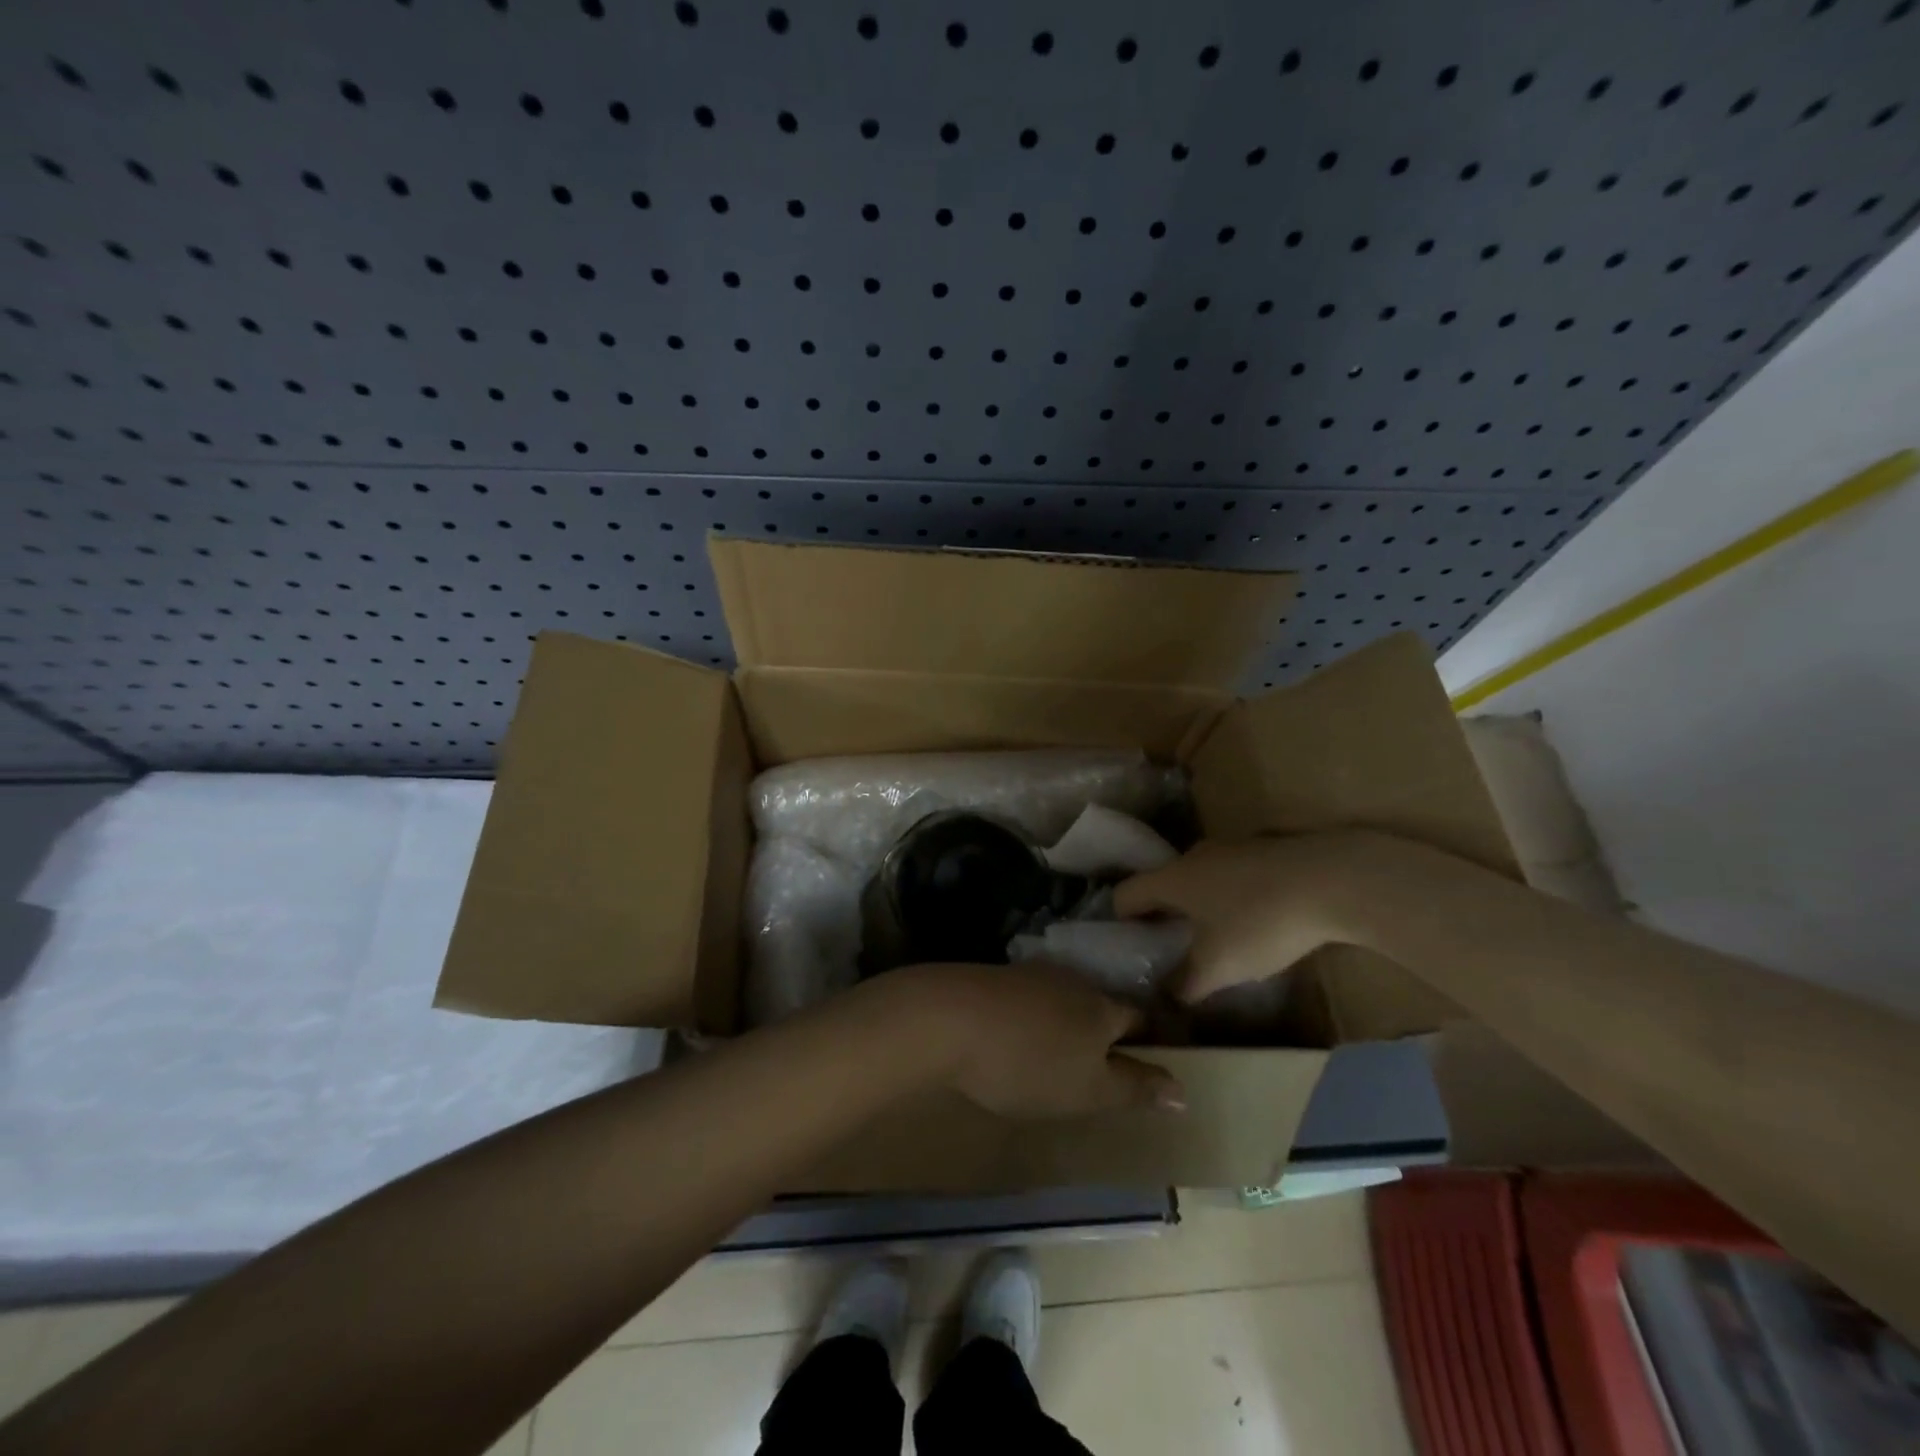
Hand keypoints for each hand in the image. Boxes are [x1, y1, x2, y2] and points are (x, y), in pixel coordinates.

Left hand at [867, 963, 1185, 1117]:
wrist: (948, 1018)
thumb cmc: (1028, 1062)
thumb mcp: (1087, 1089)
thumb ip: (1134, 1088)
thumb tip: (1184, 1089)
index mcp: (1101, 1008)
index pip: (1139, 1018)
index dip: (1150, 1039)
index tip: (1154, 1058)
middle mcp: (1072, 982)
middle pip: (1101, 1005)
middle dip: (1108, 1029)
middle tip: (1107, 1061)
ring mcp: (1030, 975)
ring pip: (1064, 999)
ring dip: (1069, 1022)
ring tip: (1063, 1052)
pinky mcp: (996, 979)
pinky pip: (1029, 999)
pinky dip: (1034, 1018)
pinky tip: (1020, 1035)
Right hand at [1114, 833, 1377, 1001]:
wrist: (1335, 880)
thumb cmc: (1260, 922)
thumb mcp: (1219, 966)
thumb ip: (1187, 983)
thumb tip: (1168, 995)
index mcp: (1171, 879)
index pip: (1124, 894)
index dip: (1119, 921)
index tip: (1128, 946)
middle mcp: (1194, 857)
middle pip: (1162, 884)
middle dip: (1162, 914)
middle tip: (1169, 947)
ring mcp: (1231, 848)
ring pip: (1200, 879)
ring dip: (1199, 906)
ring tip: (1214, 939)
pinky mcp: (1266, 850)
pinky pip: (1233, 875)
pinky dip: (1232, 897)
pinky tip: (1255, 922)